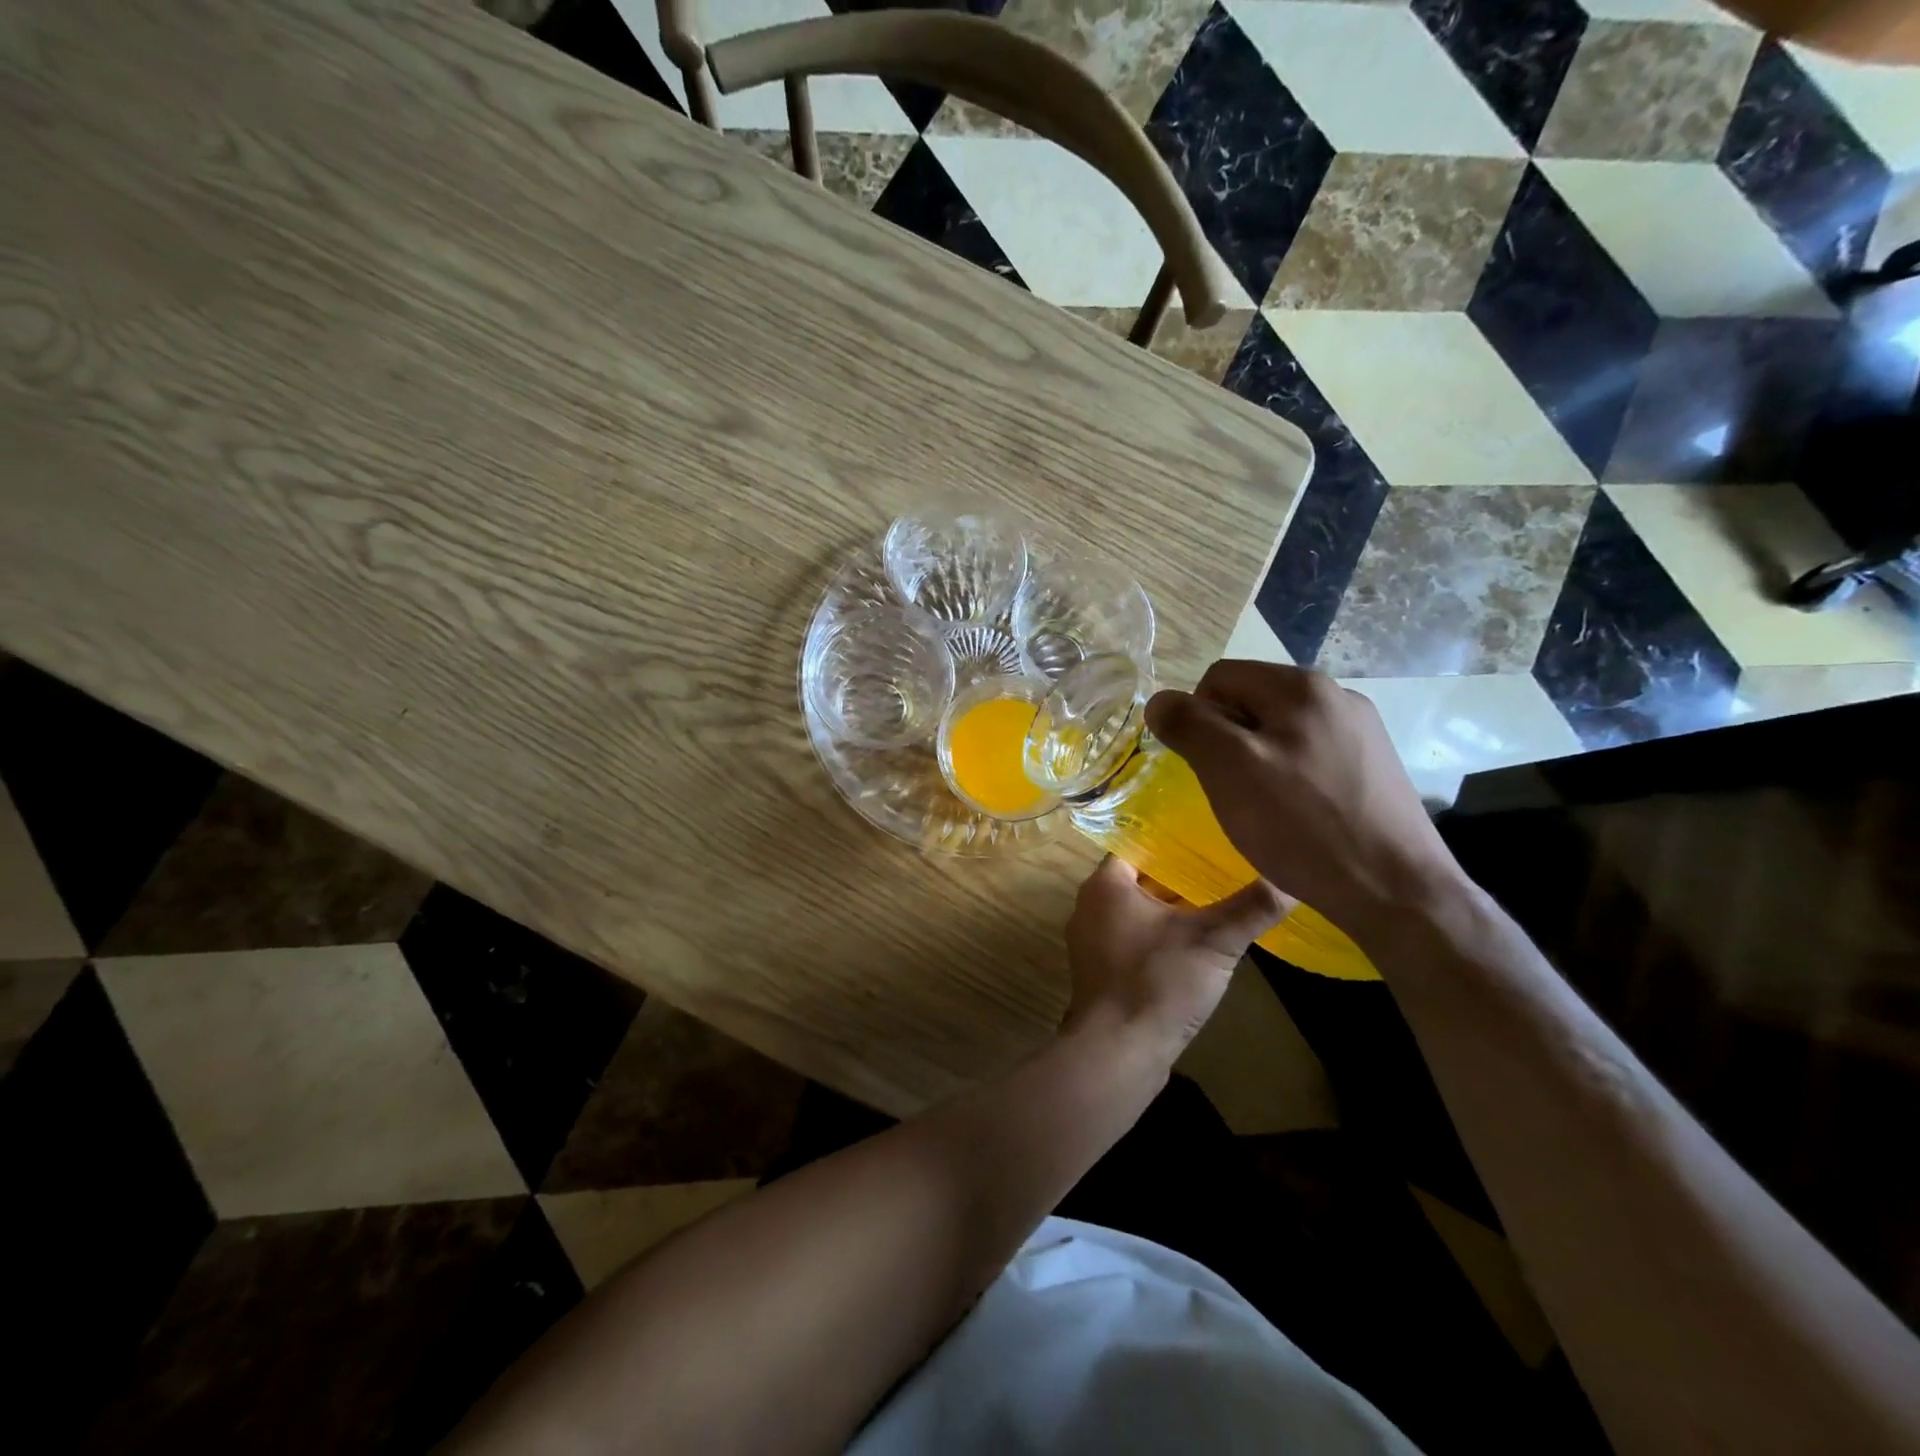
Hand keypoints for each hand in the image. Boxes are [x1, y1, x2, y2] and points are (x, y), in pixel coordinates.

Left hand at [1063, 855, 1290, 1062]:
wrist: (1118, 1051)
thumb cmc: (1158, 982)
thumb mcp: (1213, 941)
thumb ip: (1251, 908)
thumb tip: (1290, 880)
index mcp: (1105, 885)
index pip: (1140, 846)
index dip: (1174, 843)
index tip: (1210, 842)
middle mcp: (1089, 905)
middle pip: (1139, 879)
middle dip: (1178, 878)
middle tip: (1221, 871)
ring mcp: (1090, 940)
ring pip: (1136, 911)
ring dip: (1169, 910)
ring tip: (1214, 904)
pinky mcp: (1099, 970)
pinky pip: (1131, 938)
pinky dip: (1158, 936)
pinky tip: (1193, 946)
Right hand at [1145, 661, 1466, 932]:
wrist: (1397, 890)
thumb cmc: (1303, 825)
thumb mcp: (1229, 770)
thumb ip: (1189, 726)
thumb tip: (1159, 701)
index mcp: (1300, 685)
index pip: (1219, 677)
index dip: (1197, 717)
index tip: (1205, 766)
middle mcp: (1336, 694)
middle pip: (1251, 700)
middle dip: (1228, 739)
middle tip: (1231, 789)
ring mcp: (1361, 729)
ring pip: (1280, 729)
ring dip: (1257, 759)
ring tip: (1264, 807)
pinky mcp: (1374, 765)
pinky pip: (1310, 754)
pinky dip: (1291, 776)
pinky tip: (1299, 815)